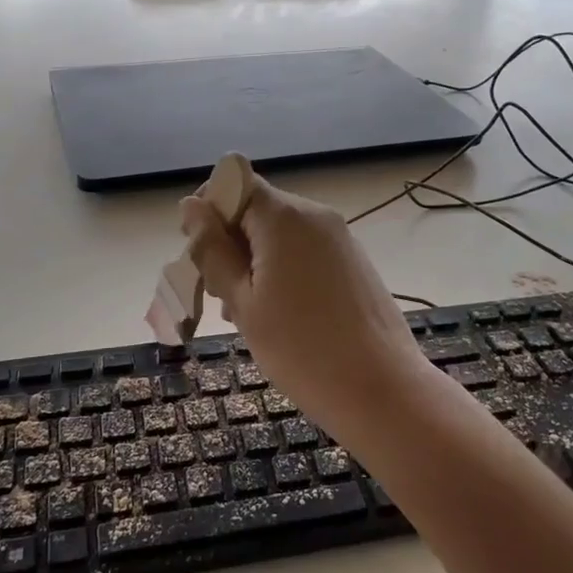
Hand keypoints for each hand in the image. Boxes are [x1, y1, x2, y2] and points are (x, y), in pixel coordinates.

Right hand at [181, 176, 430, 436]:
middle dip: (229, 243)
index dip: (209, 211)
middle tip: (218, 296)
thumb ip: (214, 251)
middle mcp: (314, 215)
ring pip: (280, 233)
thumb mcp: (243, 302)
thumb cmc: (301, 349)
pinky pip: (305, 251)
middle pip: (257, 209)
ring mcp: (339, 237)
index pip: (234, 184)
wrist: (382, 388)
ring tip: (245, 313)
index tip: (198, 253)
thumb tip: (191, 205)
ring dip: (253, 261)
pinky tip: (279, 315)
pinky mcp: (353, 261)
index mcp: (284, 217)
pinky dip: (282, 270)